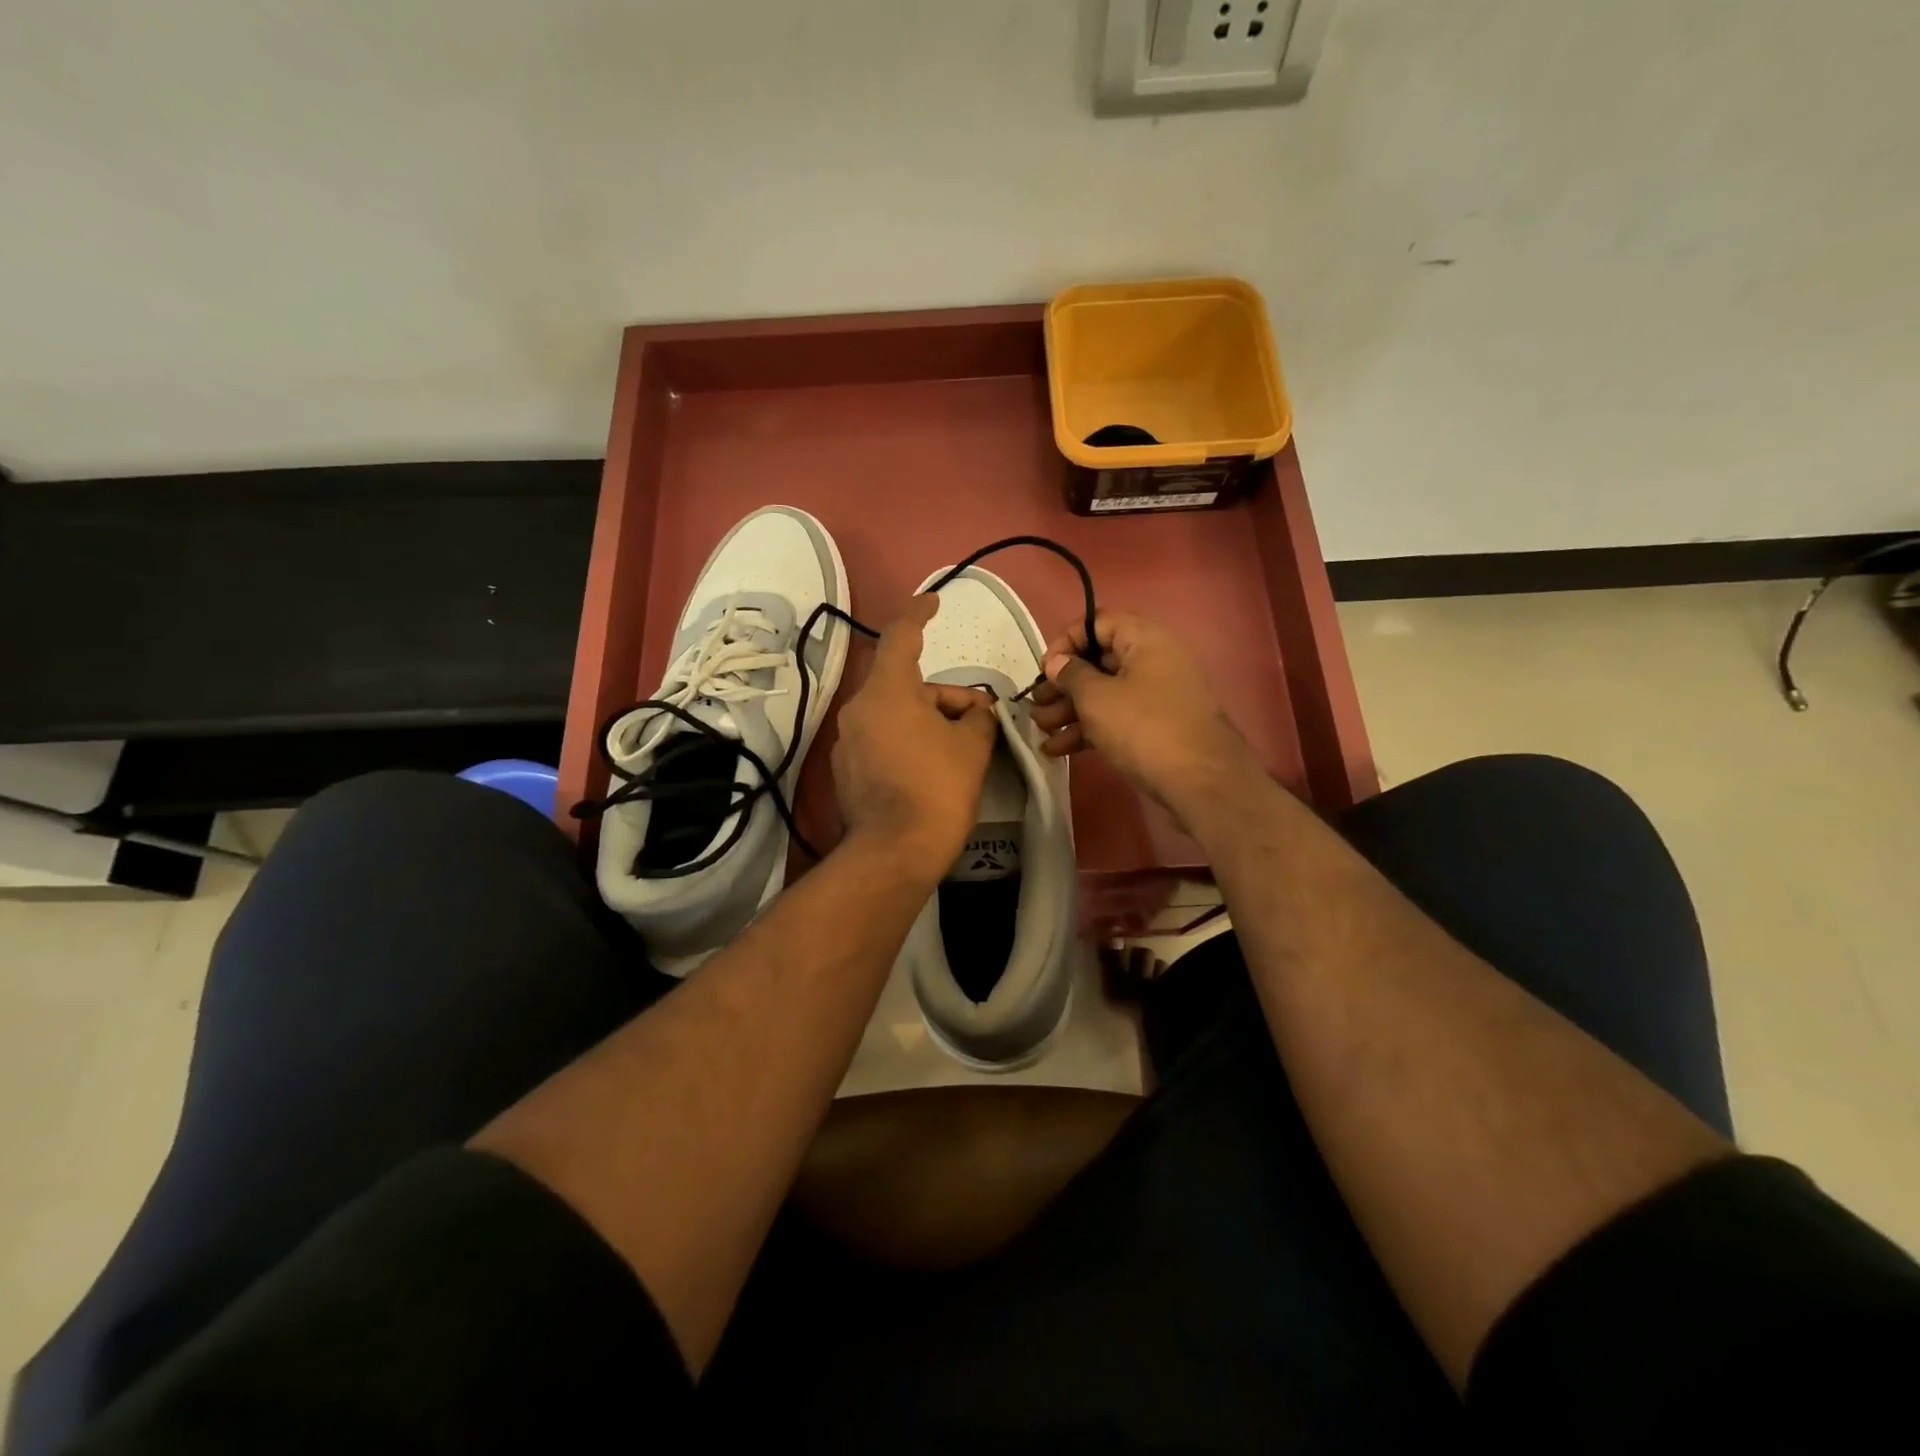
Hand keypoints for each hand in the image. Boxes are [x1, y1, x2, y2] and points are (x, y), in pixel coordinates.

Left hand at [832, 594, 997, 880]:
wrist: (895, 851)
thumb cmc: (938, 788)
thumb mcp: (972, 746)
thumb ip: (978, 717)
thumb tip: (975, 711)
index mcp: (887, 691)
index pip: (900, 637)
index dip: (919, 614)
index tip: (932, 601)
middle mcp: (859, 709)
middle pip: (905, 685)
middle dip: (945, 698)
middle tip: (979, 720)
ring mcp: (847, 742)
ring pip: (894, 715)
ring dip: (927, 721)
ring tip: (960, 751)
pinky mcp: (846, 771)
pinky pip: (882, 741)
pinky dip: (907, 743)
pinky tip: (930, 772)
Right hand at [1029, 610, 1258, 826]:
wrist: (1199, 781)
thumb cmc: (1143, 727)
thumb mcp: (1097, 698)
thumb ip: (1071, 675)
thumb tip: (1057, 663)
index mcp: (1145, 639)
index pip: (1098, 623)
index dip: (1066, 642)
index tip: (1045, 669)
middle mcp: (1153, 661)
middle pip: (1098, 661)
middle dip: (1063, 685)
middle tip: (1037, 704)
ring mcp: (1156, 696)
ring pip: (1104, 693)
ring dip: (1070, 711)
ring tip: (1041, 731)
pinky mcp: (1155, 727)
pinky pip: (1115, 718)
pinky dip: (1088, 729)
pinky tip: (1057, 750)